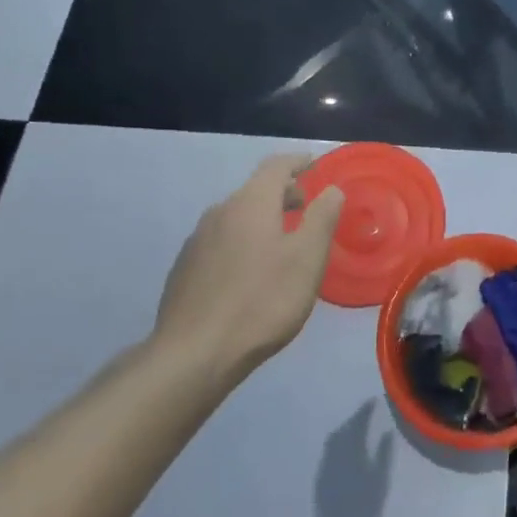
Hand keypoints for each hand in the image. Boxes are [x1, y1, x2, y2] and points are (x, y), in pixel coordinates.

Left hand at [152, 155, 344, 384]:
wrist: (193, 354)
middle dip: (282, 193)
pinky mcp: (184, 269)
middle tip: (307, 208)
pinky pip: (220, 242)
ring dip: (261, 220)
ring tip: (281, 242)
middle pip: (255, 190)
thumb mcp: (307, 259)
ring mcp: (197, 241)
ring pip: (236, 217)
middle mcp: (219, 212)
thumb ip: (322, 218)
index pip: (275, 166)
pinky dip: (241, 242)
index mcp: (250, 203)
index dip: (297, 162)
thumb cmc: (261, 301)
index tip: (314, 163)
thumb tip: (332, 189)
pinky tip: (249, 272)